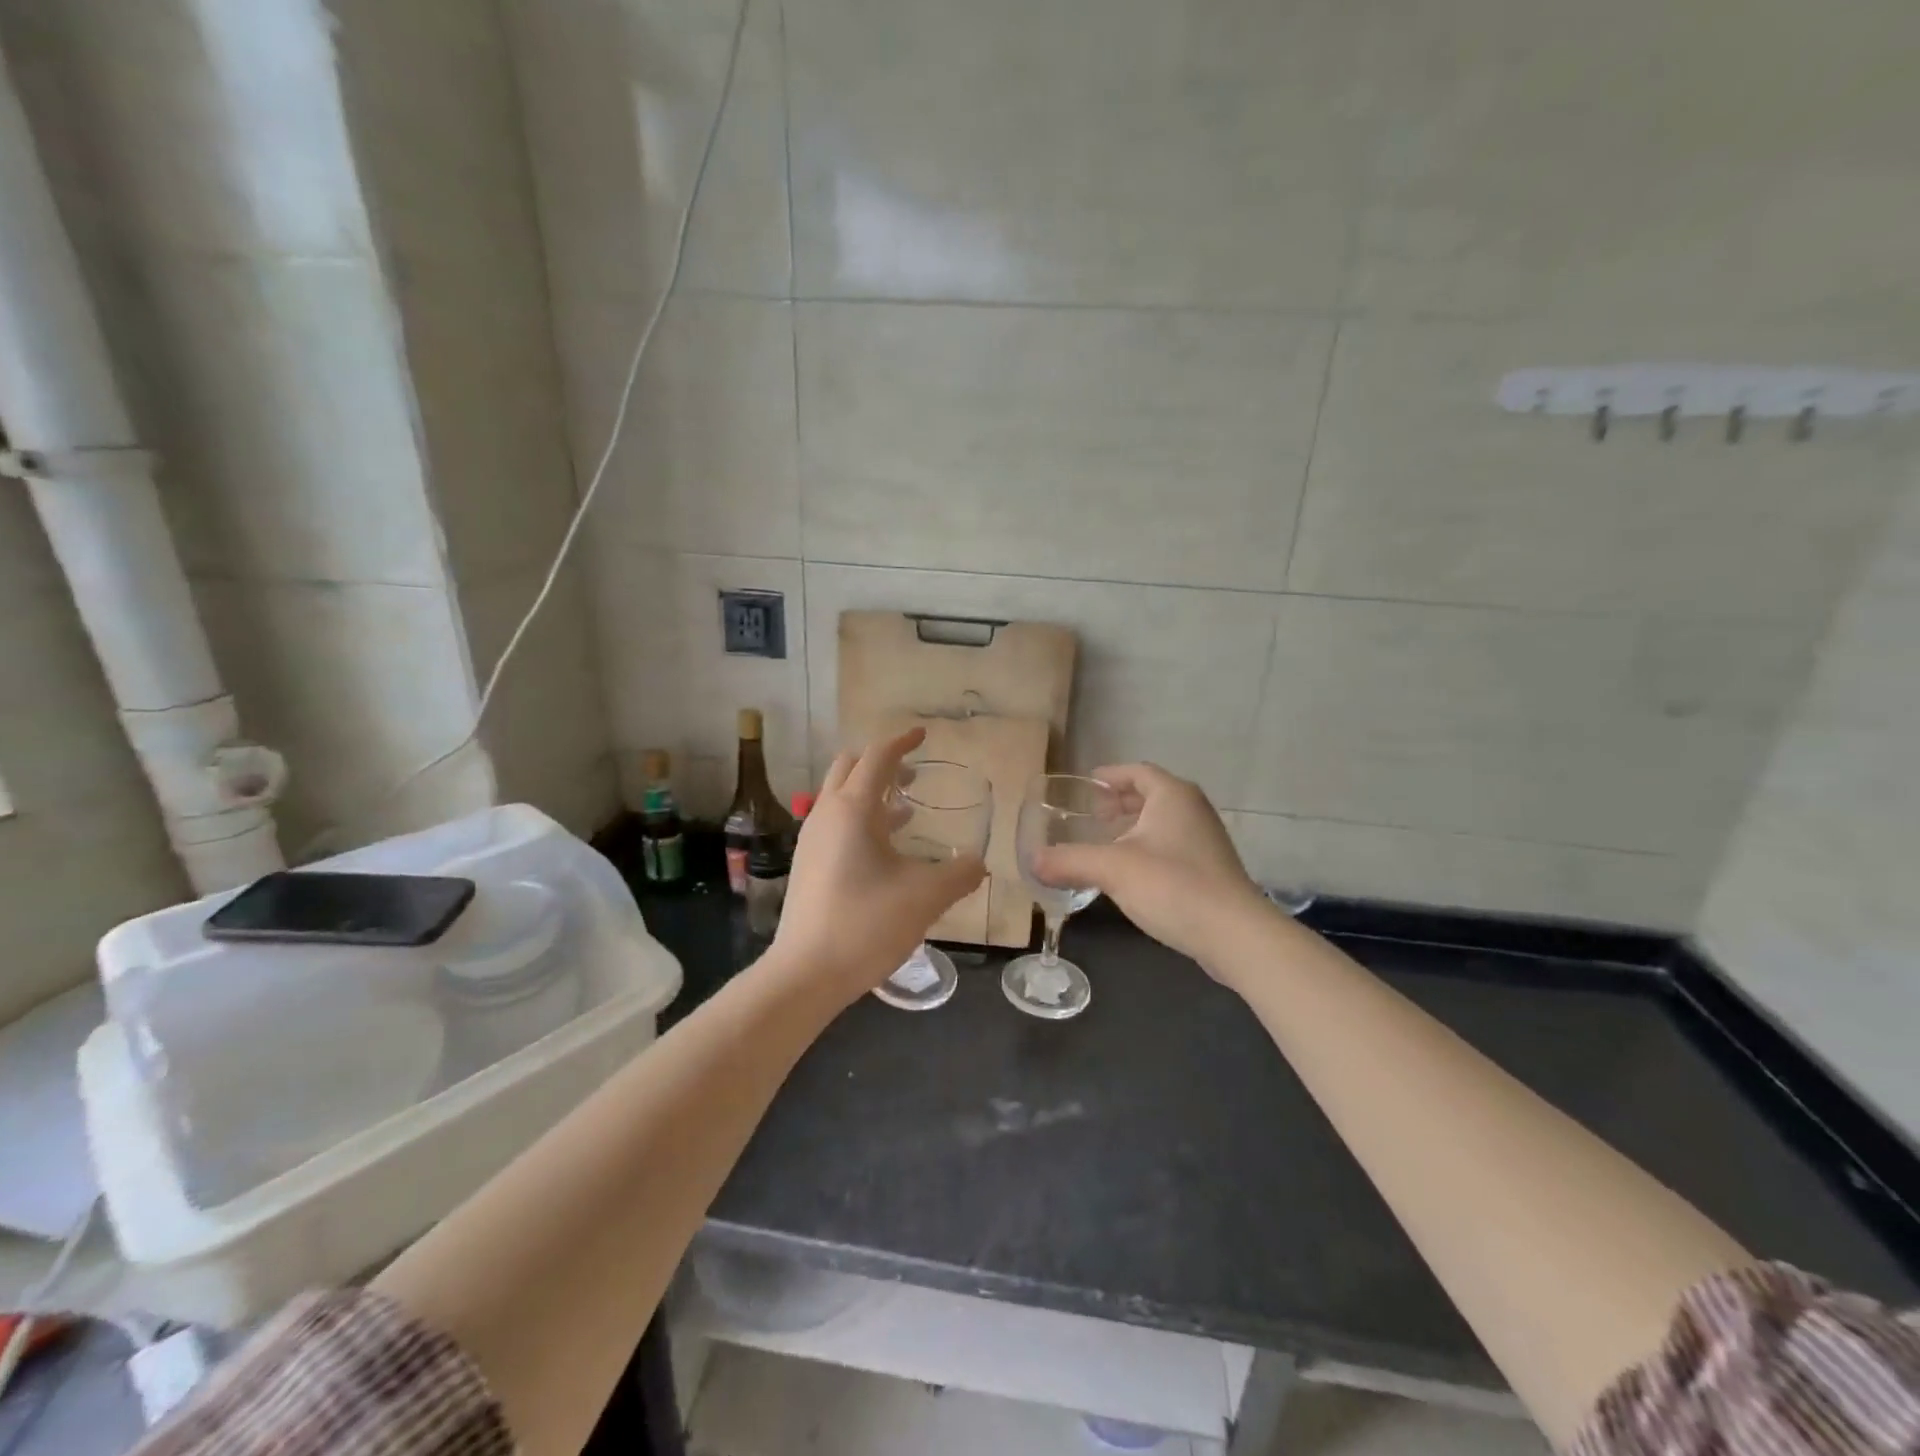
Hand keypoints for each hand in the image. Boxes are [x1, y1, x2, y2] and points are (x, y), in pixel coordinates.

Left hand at [771, 728, 986, 1002]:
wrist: (805, 973)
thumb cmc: (865, 924)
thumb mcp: (925, 897)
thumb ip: (959, 874)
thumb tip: (979, 863)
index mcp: (852, 809)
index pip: (877, 757)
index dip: (902, 741)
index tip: (923, 734)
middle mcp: (826, 814)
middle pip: (849, 767)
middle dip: (881, 763)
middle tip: (913, 775)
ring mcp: (812, 840)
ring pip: (840, 796)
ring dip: (870, 793)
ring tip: (905, 811)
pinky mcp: (807, 864)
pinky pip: (835, 823)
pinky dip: (860, 820)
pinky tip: (884, 850)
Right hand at [1031, 763, 1264, 970]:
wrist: (1234, 934)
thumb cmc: (1172, 886)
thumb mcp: (1112, 869)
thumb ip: (1069, 861)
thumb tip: (1032, 861)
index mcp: (1173, 796)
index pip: (1137, 771)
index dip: (1110, 776)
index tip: (1085, 786)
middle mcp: (1193, 810)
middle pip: (1152, 794)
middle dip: (1121, 802)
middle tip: (1092, 815)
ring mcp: (1206, 840)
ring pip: (1164, 822)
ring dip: (1135, 827)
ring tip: (1106, 842)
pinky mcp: (1211, 869)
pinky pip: (1173, 846)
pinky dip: (1149, 848)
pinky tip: (1132, 874)